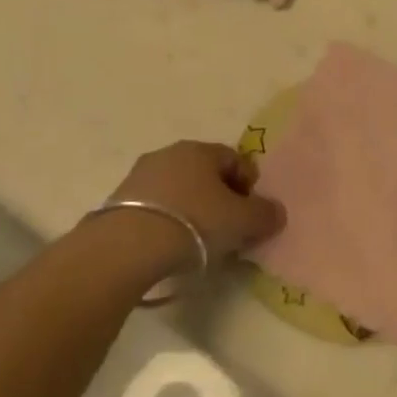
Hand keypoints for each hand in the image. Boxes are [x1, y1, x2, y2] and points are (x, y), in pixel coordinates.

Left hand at [104, 140, 286, 278]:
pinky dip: (167, 221)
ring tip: (198, 242)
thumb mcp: (240, 221)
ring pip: (179, 189)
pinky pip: (156, 207)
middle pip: (205, 173)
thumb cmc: (194, 223)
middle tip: (228, 229)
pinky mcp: (119, 200)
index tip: (251, 214)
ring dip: (192, 209)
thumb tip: (277, 211)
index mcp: (200, 150)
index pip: (235, 159)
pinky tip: (169, 245)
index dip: (249, 185)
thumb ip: (264, 214)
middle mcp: (170, 153)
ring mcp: (141, 175)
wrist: (127, 246)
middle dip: (220, 198)